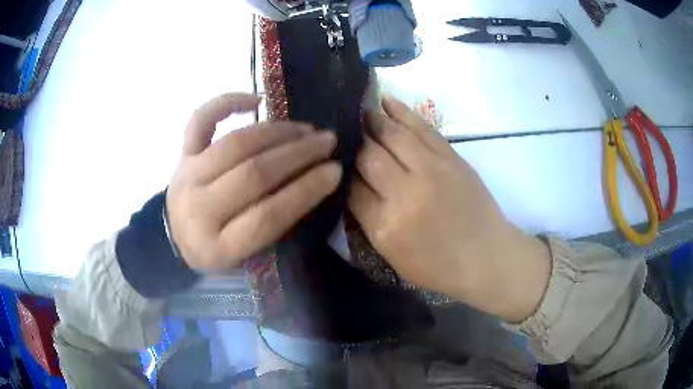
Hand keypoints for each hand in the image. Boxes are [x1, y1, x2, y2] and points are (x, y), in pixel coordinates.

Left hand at [167, 93, 341, 270]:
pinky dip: (228, 103)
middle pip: (253, 174)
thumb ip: (274, 226)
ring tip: (306, 128)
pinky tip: (257, 100)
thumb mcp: (246, 255)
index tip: (334, 171)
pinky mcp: (181, 154)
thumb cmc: (216, 249)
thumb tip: (313, 181)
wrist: (174, 235)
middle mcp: (199, 209)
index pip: (268, 216)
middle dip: (298, 155)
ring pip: (236, 144)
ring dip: (277, 132)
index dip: (305, 191)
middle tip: (327, 142)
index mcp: (218, 247)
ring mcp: (187, 176)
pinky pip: (201, 119)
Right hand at [349, 96, 550, 322]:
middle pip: (368, 156)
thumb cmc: (438, 266)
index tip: (338, 161)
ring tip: (361, 108)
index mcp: (385, 226)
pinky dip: (401, 112)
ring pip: (392, 135)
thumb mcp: (393, 256)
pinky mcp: (451, 158)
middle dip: (354, 141)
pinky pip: (422, 128)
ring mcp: (431, 170)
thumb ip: (370, 220)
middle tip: (344, 129)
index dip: (343, 171)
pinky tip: (386, 101)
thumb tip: (354, 184)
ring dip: (373, 119)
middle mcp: (405, 193)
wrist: (486, 257)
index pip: (352, 187)